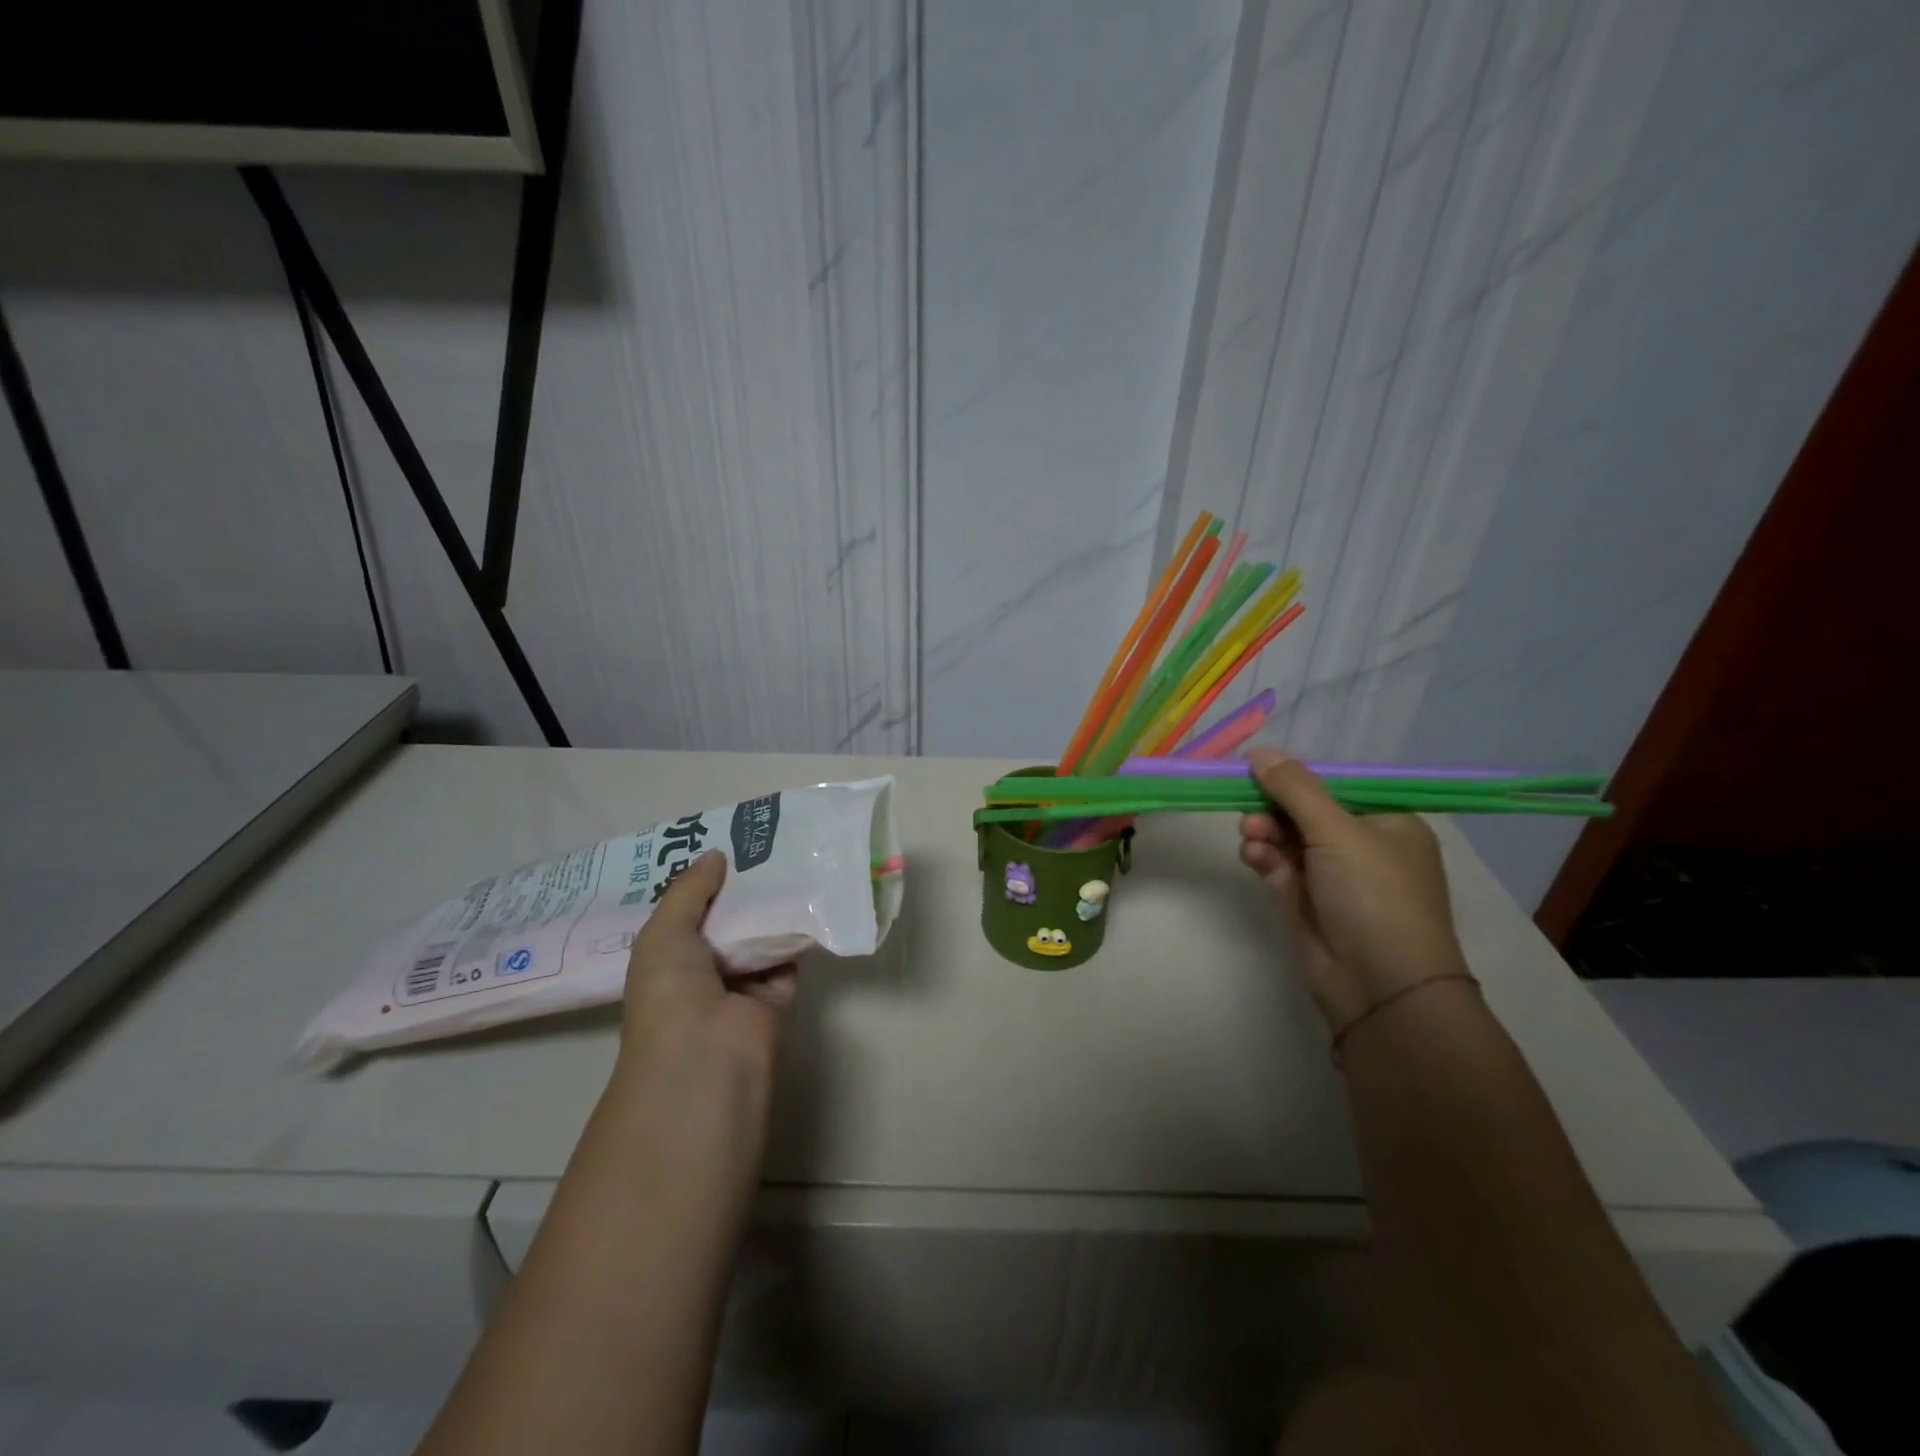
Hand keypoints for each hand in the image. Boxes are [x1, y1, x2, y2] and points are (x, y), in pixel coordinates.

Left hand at [618, 850, 794, 1088]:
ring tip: (792, 855)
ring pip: (761, 935)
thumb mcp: (664, 933)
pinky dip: (800, 930)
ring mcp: (743, 984)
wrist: (707, 1056)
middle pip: (728, 921)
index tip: (724, 844)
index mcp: (668, 960)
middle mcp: (704, 971)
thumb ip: (689, 891)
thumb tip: (717, 854)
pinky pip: (790, 954)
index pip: (687, 913)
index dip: (702, 882)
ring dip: (773, 905)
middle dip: (742, 888)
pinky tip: (811, 892)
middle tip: (764, 841)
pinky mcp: (779, 994)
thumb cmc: (670, 993)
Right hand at [1238, 748, 1469, 1031]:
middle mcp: (1363, 847)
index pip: (1335, 787)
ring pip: (1287, 839)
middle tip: (1249, 811)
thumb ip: (1295, 788)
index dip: (1295, 778)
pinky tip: (1253, 858)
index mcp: (1387, 823)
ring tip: (1250, 838)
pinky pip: (1279, 868)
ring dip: (1265, 833)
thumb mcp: (1337, 831)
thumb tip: (1258, 751)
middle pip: (1306, 812)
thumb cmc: (1373, 896)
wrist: (1380, 987)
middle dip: (1274, 808)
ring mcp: (1334, 877)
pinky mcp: (1308, 903)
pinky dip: (1264, 859)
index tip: (1255, 770)